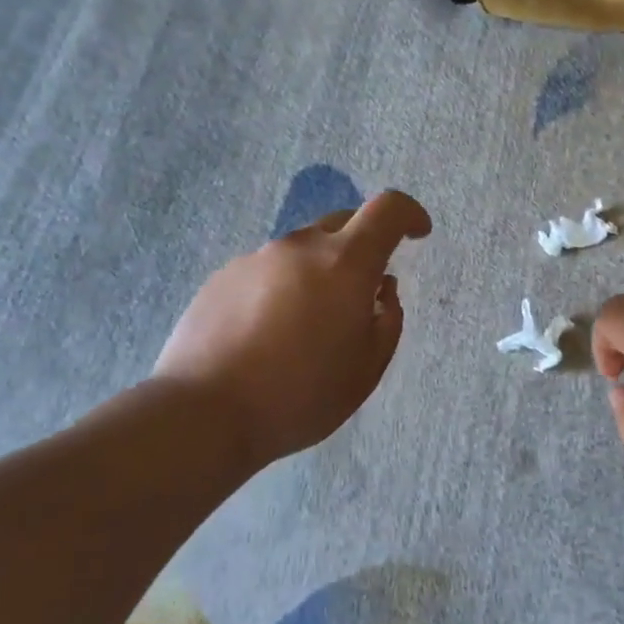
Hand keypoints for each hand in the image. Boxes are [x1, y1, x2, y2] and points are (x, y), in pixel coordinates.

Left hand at [154, 191, 431, 472]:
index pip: (388, 209)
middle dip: (362, 246)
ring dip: (319, 272)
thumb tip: (381, 289)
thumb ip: (387, 320)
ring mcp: (256, 258)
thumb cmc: (300, 395)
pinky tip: (268, 333)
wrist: (204, 413)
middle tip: (360, 294)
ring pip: (303, 250)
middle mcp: (300, 247)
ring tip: (308, 325)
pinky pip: (268, 270)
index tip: (418, 233)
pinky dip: (282, 287)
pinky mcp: (222, 276)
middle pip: (343, 224)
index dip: (410, 214)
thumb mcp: (366, 369)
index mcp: (345, 263)